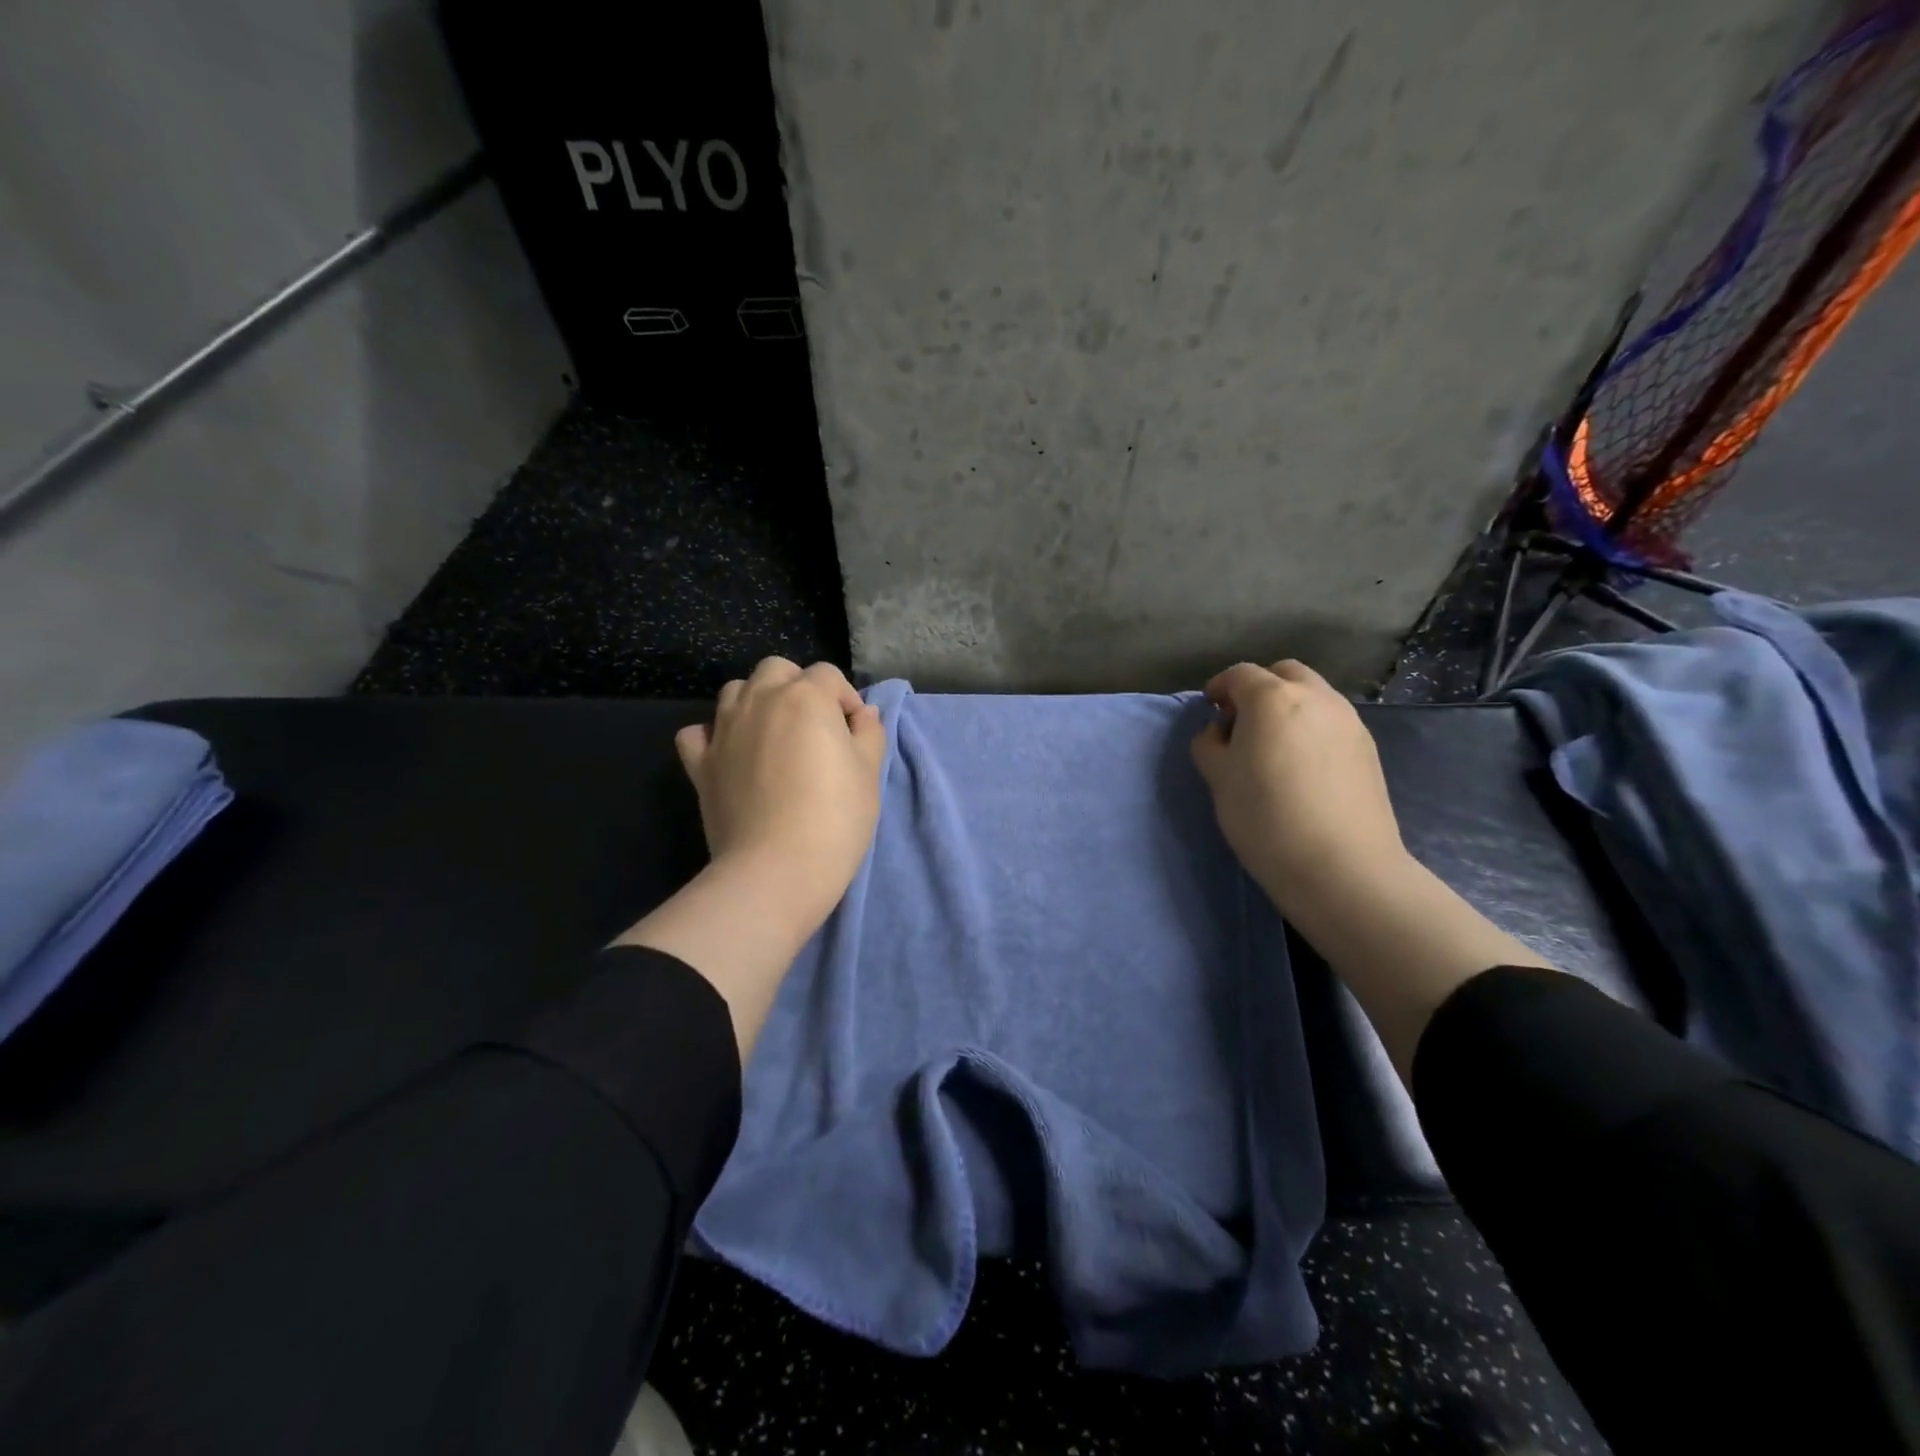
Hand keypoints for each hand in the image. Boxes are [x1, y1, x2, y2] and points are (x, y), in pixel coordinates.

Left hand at [675, 657, 886, 924]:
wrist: (776, 869)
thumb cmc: (835, 817)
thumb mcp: (869, 772)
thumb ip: (869, 732)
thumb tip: (862, 713)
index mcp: (806, 696)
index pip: (829, 675)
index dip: (846, 699)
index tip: (855, 732)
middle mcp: (760, 700)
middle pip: (777, 670)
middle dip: (798, 687)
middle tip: (815, 727)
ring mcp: (724, 729)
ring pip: (736, 690)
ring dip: (757, 701)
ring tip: (774, 735)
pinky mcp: (701, 763)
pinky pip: (698, 732)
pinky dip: (713, 735)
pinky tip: (730, 754)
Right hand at [1190, 659, 1408, 916]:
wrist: (1341, 867)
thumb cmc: (1265, 817)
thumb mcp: (1217, 778)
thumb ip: (1210, 744)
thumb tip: (1221, 732)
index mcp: (1272, 698)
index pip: (1240, 674)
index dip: (1219, 687)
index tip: (1210, 709)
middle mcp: (1315, 697)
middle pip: (1283, 673)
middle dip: (1259, 688)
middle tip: (1242, 722)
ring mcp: (1348, 720)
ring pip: (1313, 695)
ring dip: (1288, 706)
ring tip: (1273, 745)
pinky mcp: (1368, 747)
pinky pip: (1331, 721)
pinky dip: (1311, 727)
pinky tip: (1302, 765)